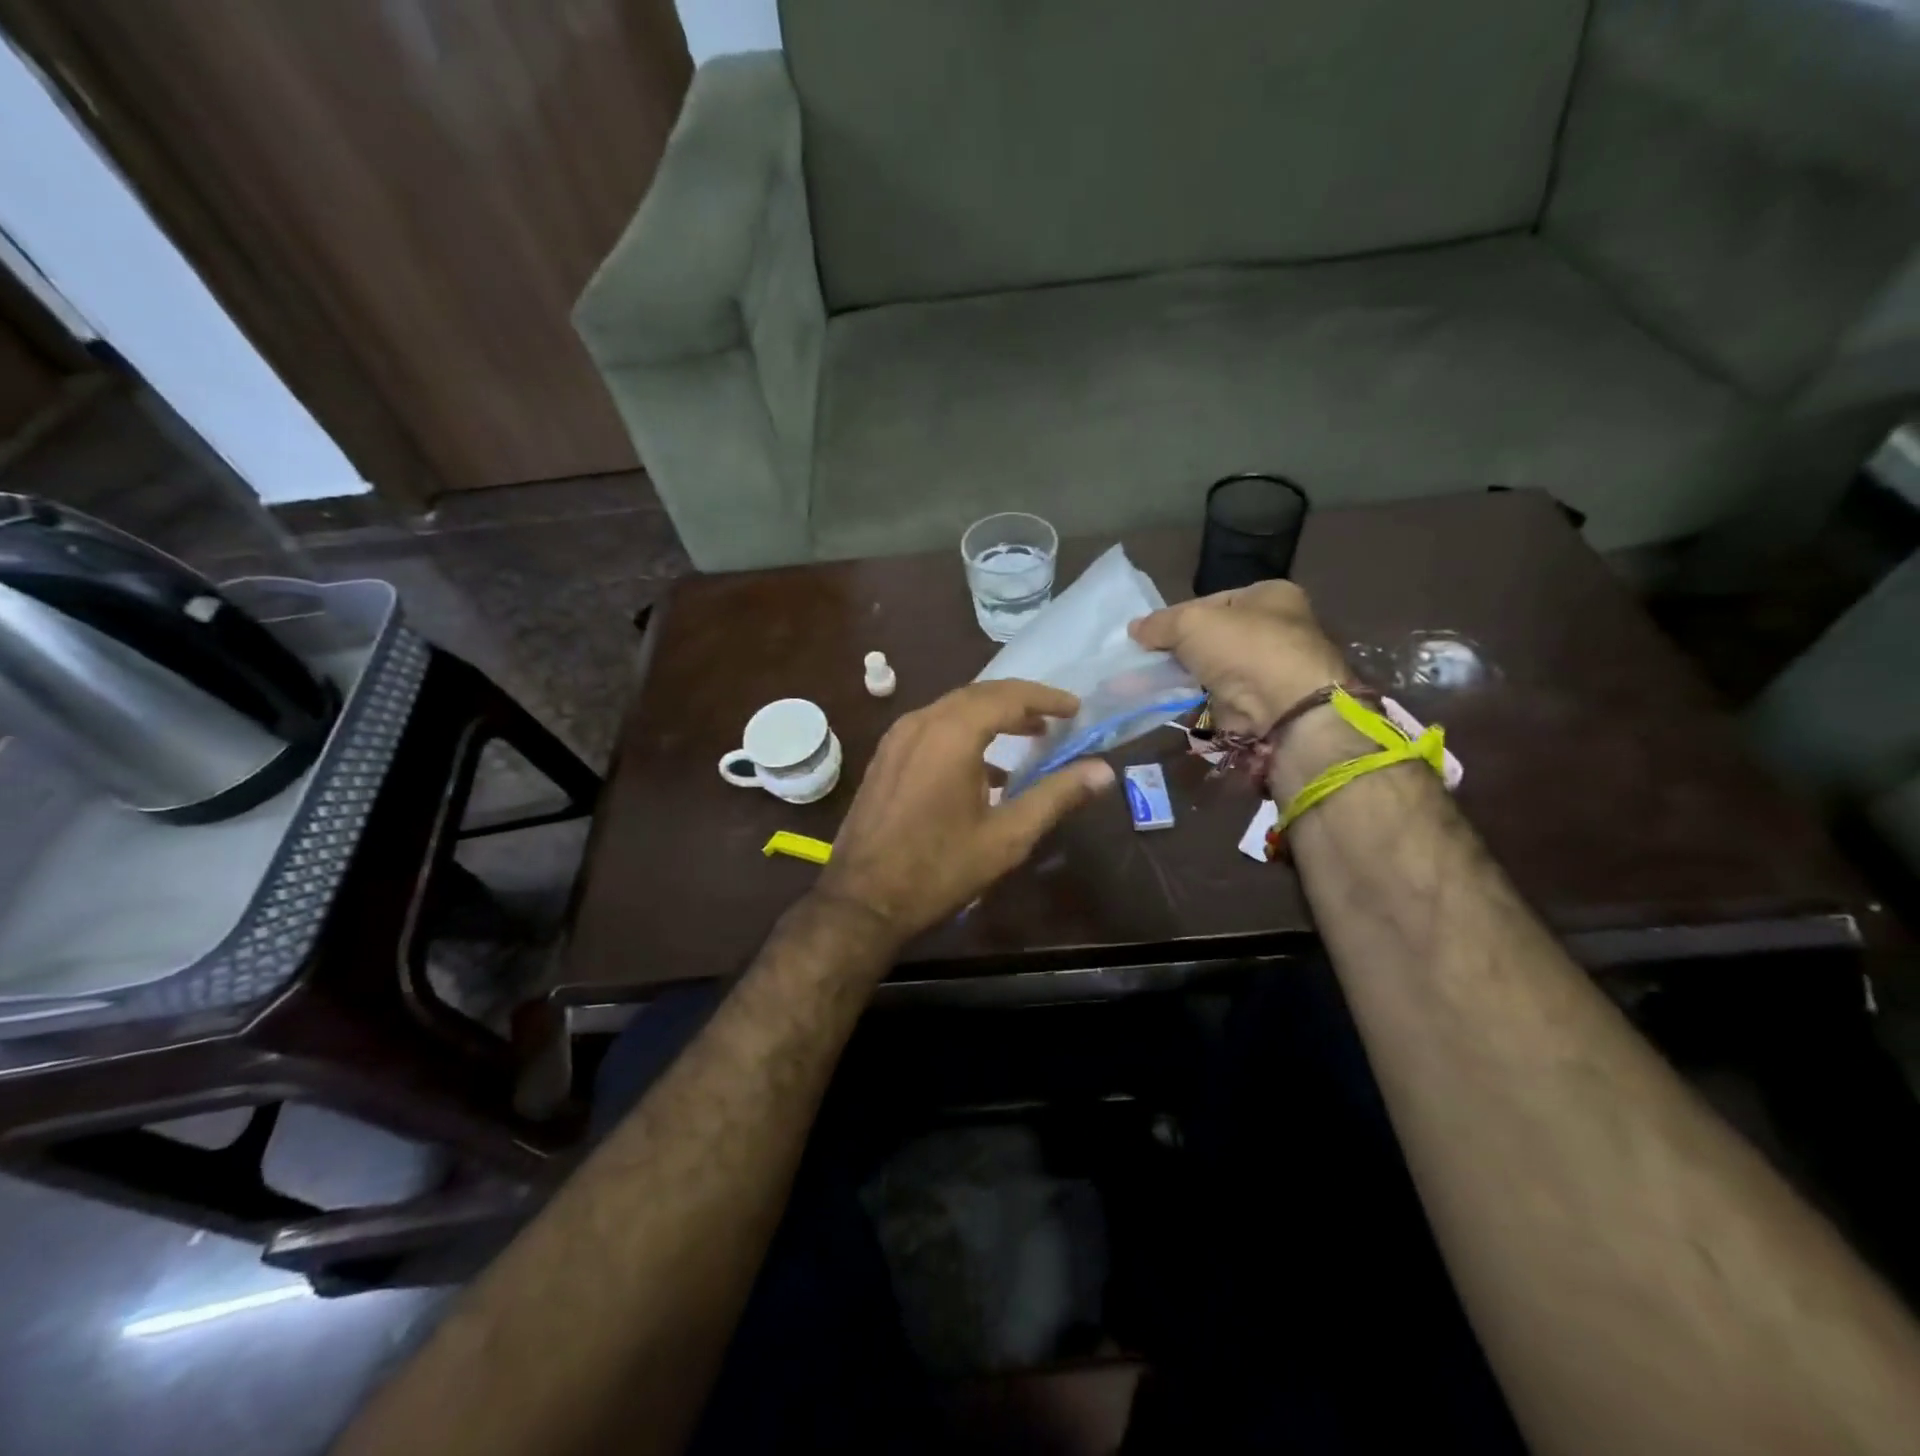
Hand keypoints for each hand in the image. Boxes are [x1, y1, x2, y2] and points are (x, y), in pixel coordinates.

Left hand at [817, 680, 1115, 943]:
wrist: (861, 899)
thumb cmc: (939, 869)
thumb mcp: (1006, 837)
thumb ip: (1056, 796)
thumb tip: (1103, 772)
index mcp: (952, 733)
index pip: (1008, 696)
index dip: (1046, 698)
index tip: (1075, 709)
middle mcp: (921, 722)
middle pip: (979, 694)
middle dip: (1020, 701)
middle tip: (1056, 717)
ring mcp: (897, 738)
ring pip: (953, 708)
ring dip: (992, 715)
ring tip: (1028, 735)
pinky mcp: (886, 757)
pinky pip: (932, 727)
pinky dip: (965, 731)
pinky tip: (984, 766)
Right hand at [1128, 580, 1350, 735]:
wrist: (1284, 710)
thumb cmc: (1244, 649)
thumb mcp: (1191, 623)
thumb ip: (1160, 624)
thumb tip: (1135, 629)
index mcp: (1271, 595)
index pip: (1212, 601)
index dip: (1179, 615)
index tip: (1151, 634)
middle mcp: (1277, 628)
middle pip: (1214, 635)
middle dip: (1182, 648)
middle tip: (1150, 659)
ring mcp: (1271, 668)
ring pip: (1215, 667)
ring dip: (1188, 675)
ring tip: (1154, 681)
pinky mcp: (1262, 702)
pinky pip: (1219, 695)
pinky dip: (1198, 699)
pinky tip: (1174, 701)